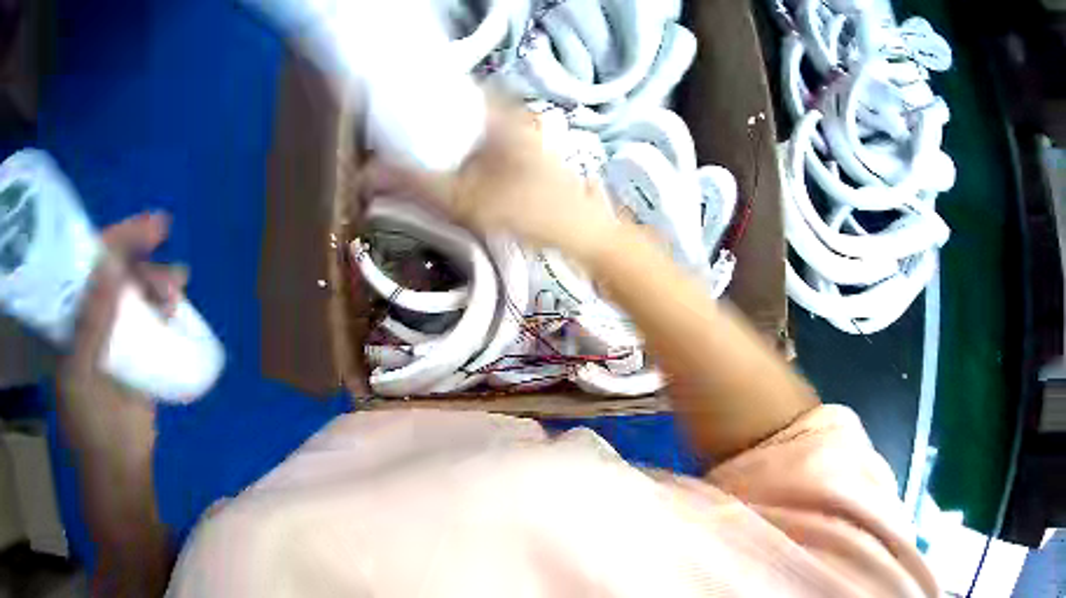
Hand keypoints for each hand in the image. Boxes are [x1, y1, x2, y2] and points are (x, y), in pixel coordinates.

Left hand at [56, 211, 185, 451]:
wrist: (119, 467)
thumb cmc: (90, 425)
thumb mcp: (80, 373)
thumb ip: (91, 322)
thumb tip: (111, 267)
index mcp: (71, 318)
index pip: (87, 265)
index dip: (111, 240)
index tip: (141, 225)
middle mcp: (91, 317)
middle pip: (113, 270)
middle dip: (136, 249)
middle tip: (162, 231)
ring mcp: (115, 333)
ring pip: (134, 291)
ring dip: (154, 277)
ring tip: (177, 280)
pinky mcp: (137, 351)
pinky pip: (150, 318)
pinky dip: (162, 304)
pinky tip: (175, 301)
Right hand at [362, 102, 620, 261]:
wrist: (583, 234)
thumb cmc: (531, 211)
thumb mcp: (466, 200)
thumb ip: (415, 184)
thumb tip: (367, 175)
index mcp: (498, 111)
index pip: (447, 87)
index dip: (415, 96)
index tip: (388, 111)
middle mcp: (509, 114)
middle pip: (454, 107)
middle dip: (423, 121)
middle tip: (392, 139)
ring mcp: (519, 133)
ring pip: (467, 127)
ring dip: (440, 139)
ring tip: (408, 153)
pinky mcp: (522, 153)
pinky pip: (479, 144)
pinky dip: (458, 152)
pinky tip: (444, 170)